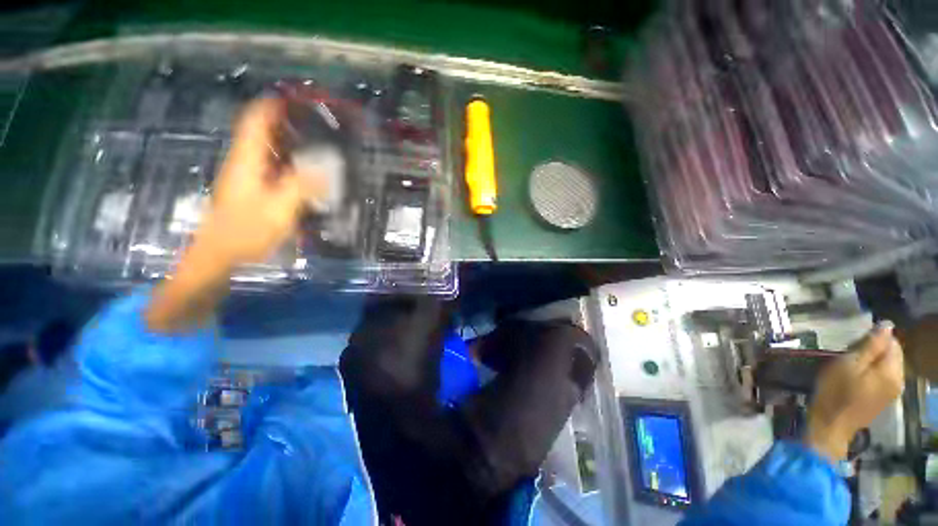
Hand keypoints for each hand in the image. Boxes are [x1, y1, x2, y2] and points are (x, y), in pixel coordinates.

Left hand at [195, 97, 324, 268]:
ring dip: (287, 143)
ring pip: (265, 150)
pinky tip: (302, 172)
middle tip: (314, 125)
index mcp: (247, 161)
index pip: (254, 122)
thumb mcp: (278, 210)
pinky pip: (269, 167)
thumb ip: (301, 187)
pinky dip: (286, 162)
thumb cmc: (246, 232)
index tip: (293, 99)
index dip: (271, 106)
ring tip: (314, 145)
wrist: (219, 256)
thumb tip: (324, 171)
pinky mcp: (249, 190)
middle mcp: (243, 163)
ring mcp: (245, 177)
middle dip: (284, 123)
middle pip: (260, 132)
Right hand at [806, 322, 903, 461]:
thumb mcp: (848, 364)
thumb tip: (886, 325)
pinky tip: (856, 380)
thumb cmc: (836, 392)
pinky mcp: (884, 399)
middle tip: (850, 356)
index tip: (853, 346)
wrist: (831, 426)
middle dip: (874, 351)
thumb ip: (870, 346)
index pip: (892, 342)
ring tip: (851, 368)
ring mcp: (893, 392)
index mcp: (891, 371)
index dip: (874, 339)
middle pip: (892, 354)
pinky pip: (883, 378)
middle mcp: (899, 380)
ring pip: (888, 366)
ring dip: (872, 362)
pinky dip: (871, 373)